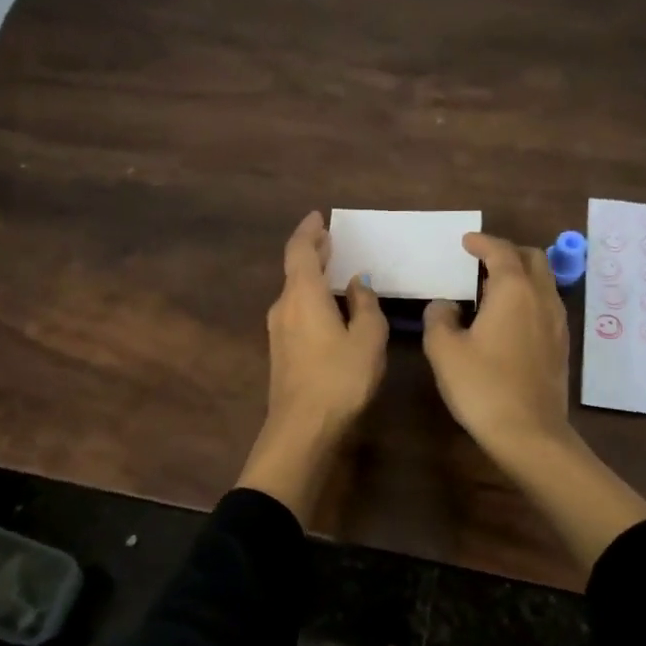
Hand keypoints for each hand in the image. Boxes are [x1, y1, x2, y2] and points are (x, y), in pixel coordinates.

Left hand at [237, 212, 387, 521]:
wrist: (302, 428)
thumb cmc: (340, 378)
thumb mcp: (367, 339)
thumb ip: (366, 306)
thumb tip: (358, 284)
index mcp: (303, 295)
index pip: (299, 250)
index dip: (309, 231)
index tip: (319, 217)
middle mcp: (283, 306)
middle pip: (294, 269)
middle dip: (312, 252)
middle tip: (331, 240)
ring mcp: (277, 331)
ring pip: (294, 292)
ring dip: (311, 277)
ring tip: (334, 270)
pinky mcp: (280, 351)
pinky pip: (295, 311)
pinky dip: (310, 298)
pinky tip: (328, 307)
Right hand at [423, 232, 571, 461]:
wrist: (528, 433)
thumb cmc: (482, 386)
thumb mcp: (444, 350)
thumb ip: (439, 318)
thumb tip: (445, 305)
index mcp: (513, 291)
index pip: (501, 251)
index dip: (482, 242)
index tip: (466, 241)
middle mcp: (541, 299)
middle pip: (532, 259)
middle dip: (507, 252)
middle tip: (482, 261)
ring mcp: (557, 323)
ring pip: (543, 283)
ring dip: (520, 276)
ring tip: (492, 289)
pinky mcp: (560, 346)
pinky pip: (546, 306)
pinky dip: (528, 298)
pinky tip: (508, 320)